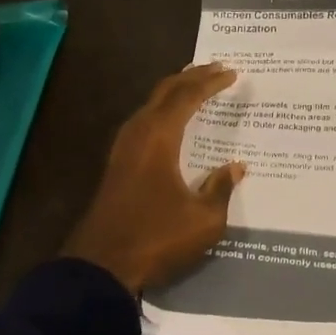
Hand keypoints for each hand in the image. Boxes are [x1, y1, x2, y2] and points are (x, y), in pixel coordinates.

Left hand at [67, 63, 247, 293]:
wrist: (100, 266)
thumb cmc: (156, 238)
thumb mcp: (203, 220)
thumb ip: (220, 189)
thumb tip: (235, 167)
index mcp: (159, 137)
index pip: (188, 97)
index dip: (211, 83)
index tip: (232, 73)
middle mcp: (138, 133)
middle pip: (165, 92)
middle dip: (191, 77)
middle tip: (215, 68)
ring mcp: (123, 148)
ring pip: (150, 105)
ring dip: (174, 92)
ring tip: (194, 85)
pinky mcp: (117, 165)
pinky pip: (143, 121)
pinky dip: (162, 110)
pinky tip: (170, 122)